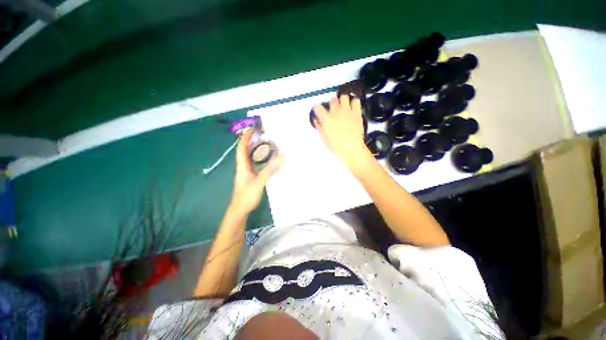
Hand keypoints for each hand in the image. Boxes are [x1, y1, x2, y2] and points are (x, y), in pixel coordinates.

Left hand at [230, 129, 283, 213]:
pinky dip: (260, 159)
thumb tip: (281, 157)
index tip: (252, 129)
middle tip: (263, 135)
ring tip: (266, 144)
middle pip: (245, 151)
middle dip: (251, 141)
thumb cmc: (246, 196)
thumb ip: (269, 171)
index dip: (245, 137)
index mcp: (242, 166)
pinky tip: (267, 160)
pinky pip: (254, 164)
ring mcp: (246, 173)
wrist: (240, 211)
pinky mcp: (250, 178)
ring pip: (250, 158)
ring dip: (256, 150)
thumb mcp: (258, 183)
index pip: (241, 148)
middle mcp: (243, 167)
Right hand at [313, 95, 369, 168]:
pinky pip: (356, 101)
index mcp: (326, 119)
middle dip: (331, 103)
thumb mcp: (324, 138)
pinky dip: (354, 102)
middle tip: (333, 110)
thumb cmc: (336, 146)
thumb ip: (319, 127)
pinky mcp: (357, 112)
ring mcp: (347, 111)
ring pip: (344, 96)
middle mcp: (336, 112)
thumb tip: (316, 120)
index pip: (318, 107)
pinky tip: (352, 108)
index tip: (318, 110)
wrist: (352, 149)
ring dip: (343, 100)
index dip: (317, 108)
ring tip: (344, 107)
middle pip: (332, 100)